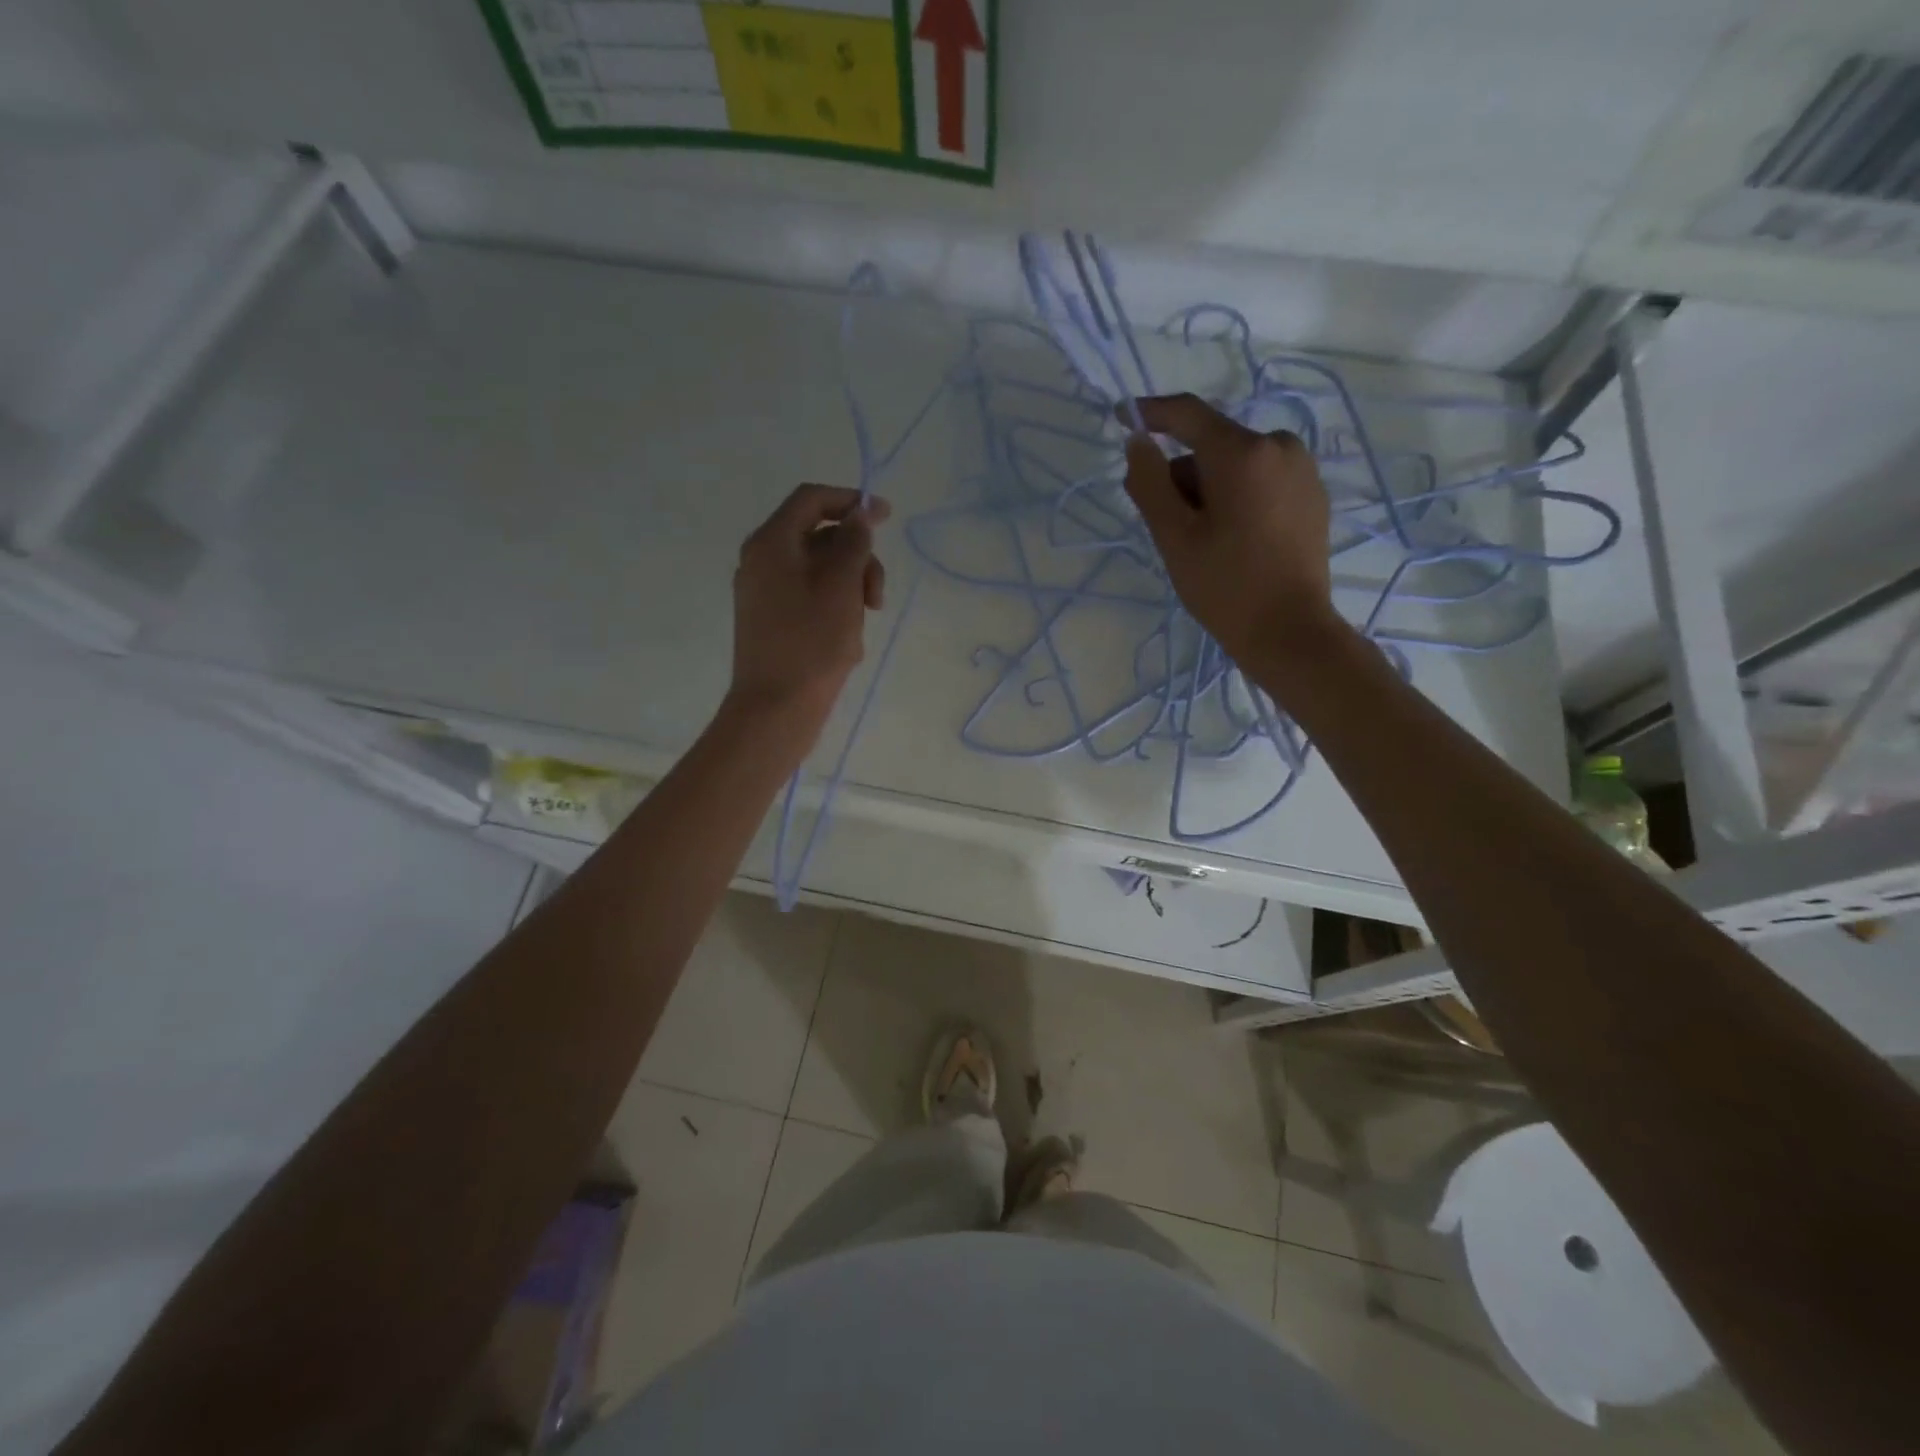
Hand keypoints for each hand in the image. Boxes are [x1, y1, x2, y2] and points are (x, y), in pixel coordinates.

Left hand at [728, 483, 890, 725]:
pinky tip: (847, 638)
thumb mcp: (841, 585)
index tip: (887, 517)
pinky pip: (810, 596)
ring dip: (851, 586)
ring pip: (819, 569)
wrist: (776, 708)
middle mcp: (762, 561)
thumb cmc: (811, 643)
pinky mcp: (772, 620)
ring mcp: (764, 592)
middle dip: (856, 557)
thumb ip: (853, 542)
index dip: (851, 500)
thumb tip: (860, 514)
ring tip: (864, 621)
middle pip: (819, 536)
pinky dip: (835, 606)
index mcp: (771, 543)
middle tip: (877, 595)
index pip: (811, 499)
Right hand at [1122, 393, 1340, 677]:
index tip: (1121, 417)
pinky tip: (1234, 541)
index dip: (1151, 413)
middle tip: (1169, 528)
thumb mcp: (1174, 537)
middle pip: (1211, 446)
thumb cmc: (1224, 585)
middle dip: (1183, 477)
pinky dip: (1238, 498)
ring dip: (1210, 490)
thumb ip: (1150, 483)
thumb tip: (1137, 441)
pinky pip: (1261, 480)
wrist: (1289, 631)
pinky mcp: (1312, 494)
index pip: (1188, 414)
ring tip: (1205, 542)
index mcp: (1243, 453)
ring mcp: (1302, 469)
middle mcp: (1279, 446)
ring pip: (1235, 465)